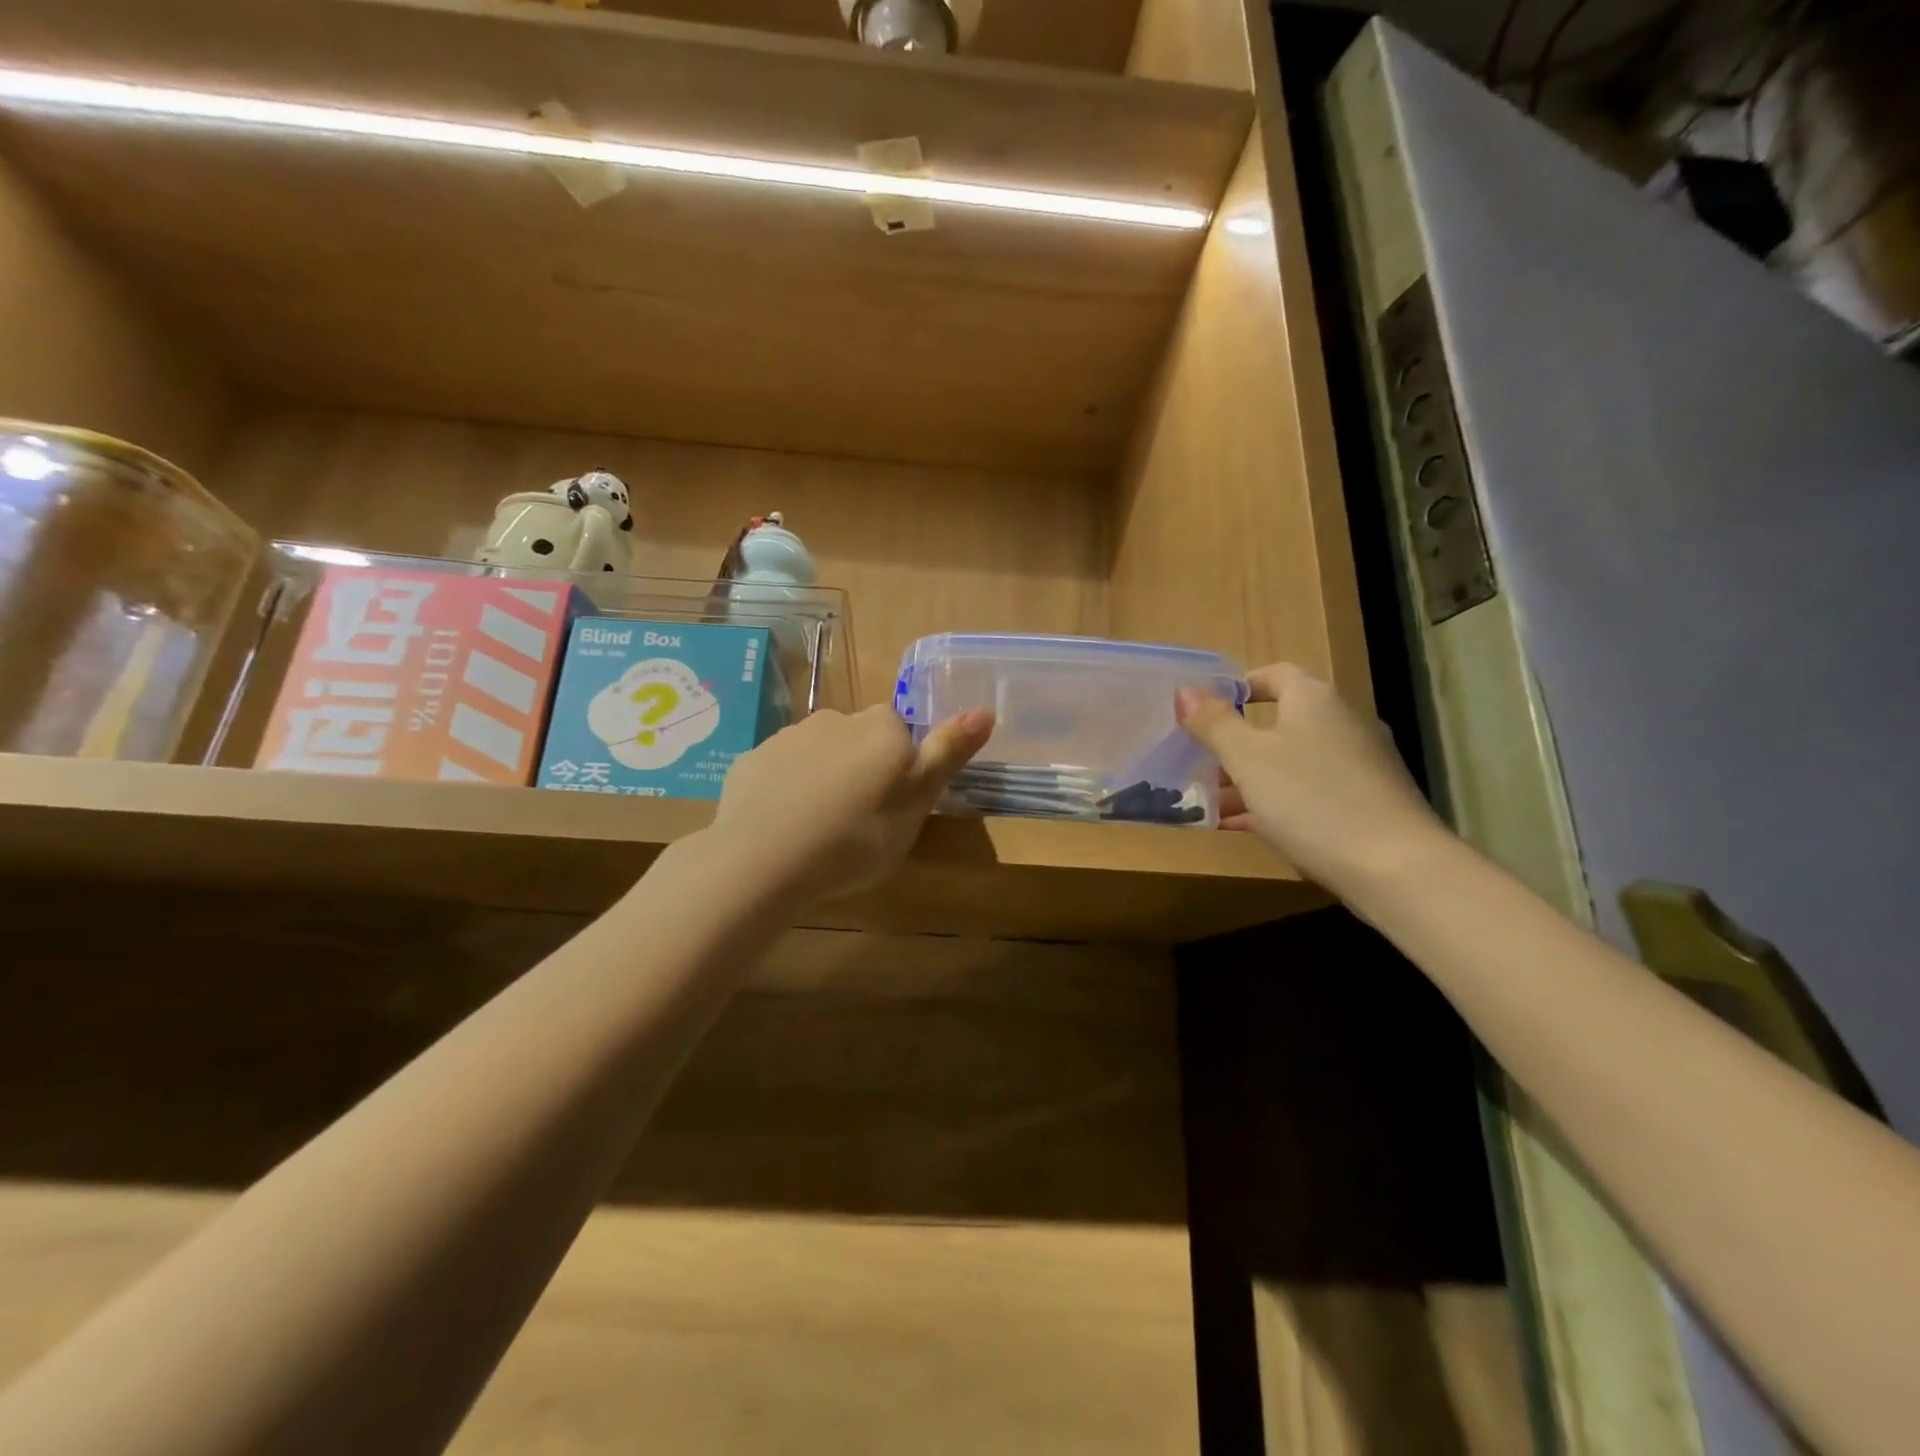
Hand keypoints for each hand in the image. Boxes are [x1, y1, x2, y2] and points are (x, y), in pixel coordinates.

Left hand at [712, 704, 993, 903]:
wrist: (764, 860)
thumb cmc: (857, 837)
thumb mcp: (917, 803)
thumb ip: (948, 753)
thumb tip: (987, 709)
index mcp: (881, 727)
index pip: (900, 734)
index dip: (900, 771)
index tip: (892, 809)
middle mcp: (835, 719)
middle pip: (858, 740)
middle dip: (861, 770)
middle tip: (859, 824)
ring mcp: (788, 737)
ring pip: (818, 754)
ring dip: (823, 779)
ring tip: (819, 831)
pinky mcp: (751, 760)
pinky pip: (780, 771)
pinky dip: (786, 791)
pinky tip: (783, 828)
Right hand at [1176, 663, 1445, 890]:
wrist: (1396, 868)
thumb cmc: (1311, 800)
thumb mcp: (1247, 759)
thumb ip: (1214, 723)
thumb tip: (1185, 690)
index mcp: (1314, 700)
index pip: (1274, 674)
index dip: (1238, 687)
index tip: (1204, 712)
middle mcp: (1343, 722)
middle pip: (1281, 721)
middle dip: (1237, 742)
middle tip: (1200, 763)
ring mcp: (1361, 764)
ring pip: (1294, 760)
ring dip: (1253, 777)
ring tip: (1214, 802)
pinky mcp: (1370, 802)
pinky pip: (1312, 791)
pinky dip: (1279, 801)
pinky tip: (1250, 827)